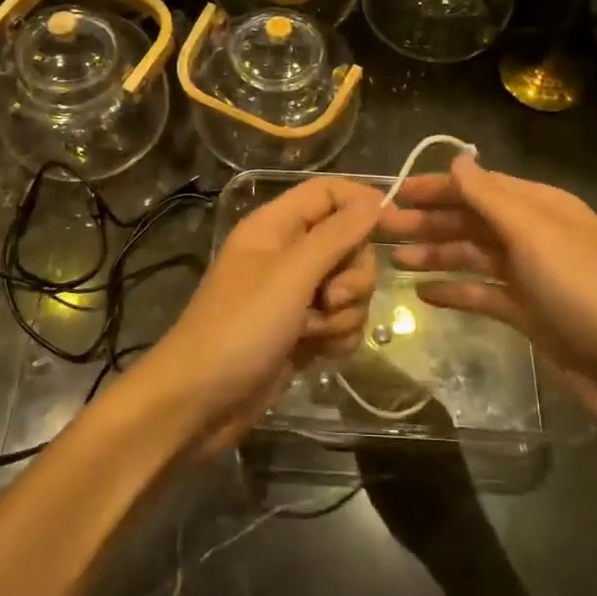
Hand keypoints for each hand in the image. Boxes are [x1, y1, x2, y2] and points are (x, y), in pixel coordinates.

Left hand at [133, 177, 380, 454]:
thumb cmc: (241, 327)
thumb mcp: (291, 274)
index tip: (396, 225)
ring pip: (349, 287)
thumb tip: (374, 200)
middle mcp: (286, 254)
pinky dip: (336, 337)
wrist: (200, 403)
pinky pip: (341, 322)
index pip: (328, 193)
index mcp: (275, 226)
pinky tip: (317, 354)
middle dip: (352, 275)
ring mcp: (294, 296)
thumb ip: (336, 235)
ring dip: (344, 313)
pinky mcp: (301, 332)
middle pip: (347, 243)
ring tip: (313, 333)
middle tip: (330, 298)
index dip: (362, 202)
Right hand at [374, 154, 596, 439]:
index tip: (394, 193)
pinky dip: (454, 290)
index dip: (436, 188)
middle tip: (381, 229)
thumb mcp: (533, 234)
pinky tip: (423, 294)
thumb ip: (489, 197)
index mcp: (541, 207)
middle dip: (428, 222)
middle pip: (471, 220)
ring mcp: (530, 275)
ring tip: (394, 261)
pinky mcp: (527, 312)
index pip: (479, 187)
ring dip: (435, 254)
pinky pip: (482, 293)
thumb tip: (456, 159)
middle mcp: (534, 235)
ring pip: (472, 256)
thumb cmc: (580, 289)